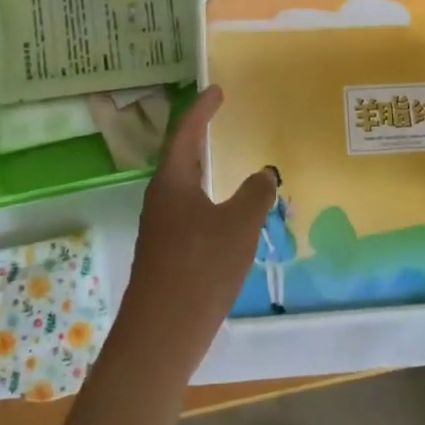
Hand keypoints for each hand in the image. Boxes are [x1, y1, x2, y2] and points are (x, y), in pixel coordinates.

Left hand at [115, 85, 273, 375]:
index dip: (202, 109)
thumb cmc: (199, 268)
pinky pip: (188, 211)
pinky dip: (206, 199)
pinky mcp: (165, 253)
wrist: (160, 333)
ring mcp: (159, 227)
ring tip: (222, 162)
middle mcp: (160, 198)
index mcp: (172, 181)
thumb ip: (255, 195)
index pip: (186, 131)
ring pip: (183, 186)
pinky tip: (223, 216)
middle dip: (199, 135)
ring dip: (202, 169)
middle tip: (218, 118)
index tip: (217, 91)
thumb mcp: (239, 226)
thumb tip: (264, 173)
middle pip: (180, 156)